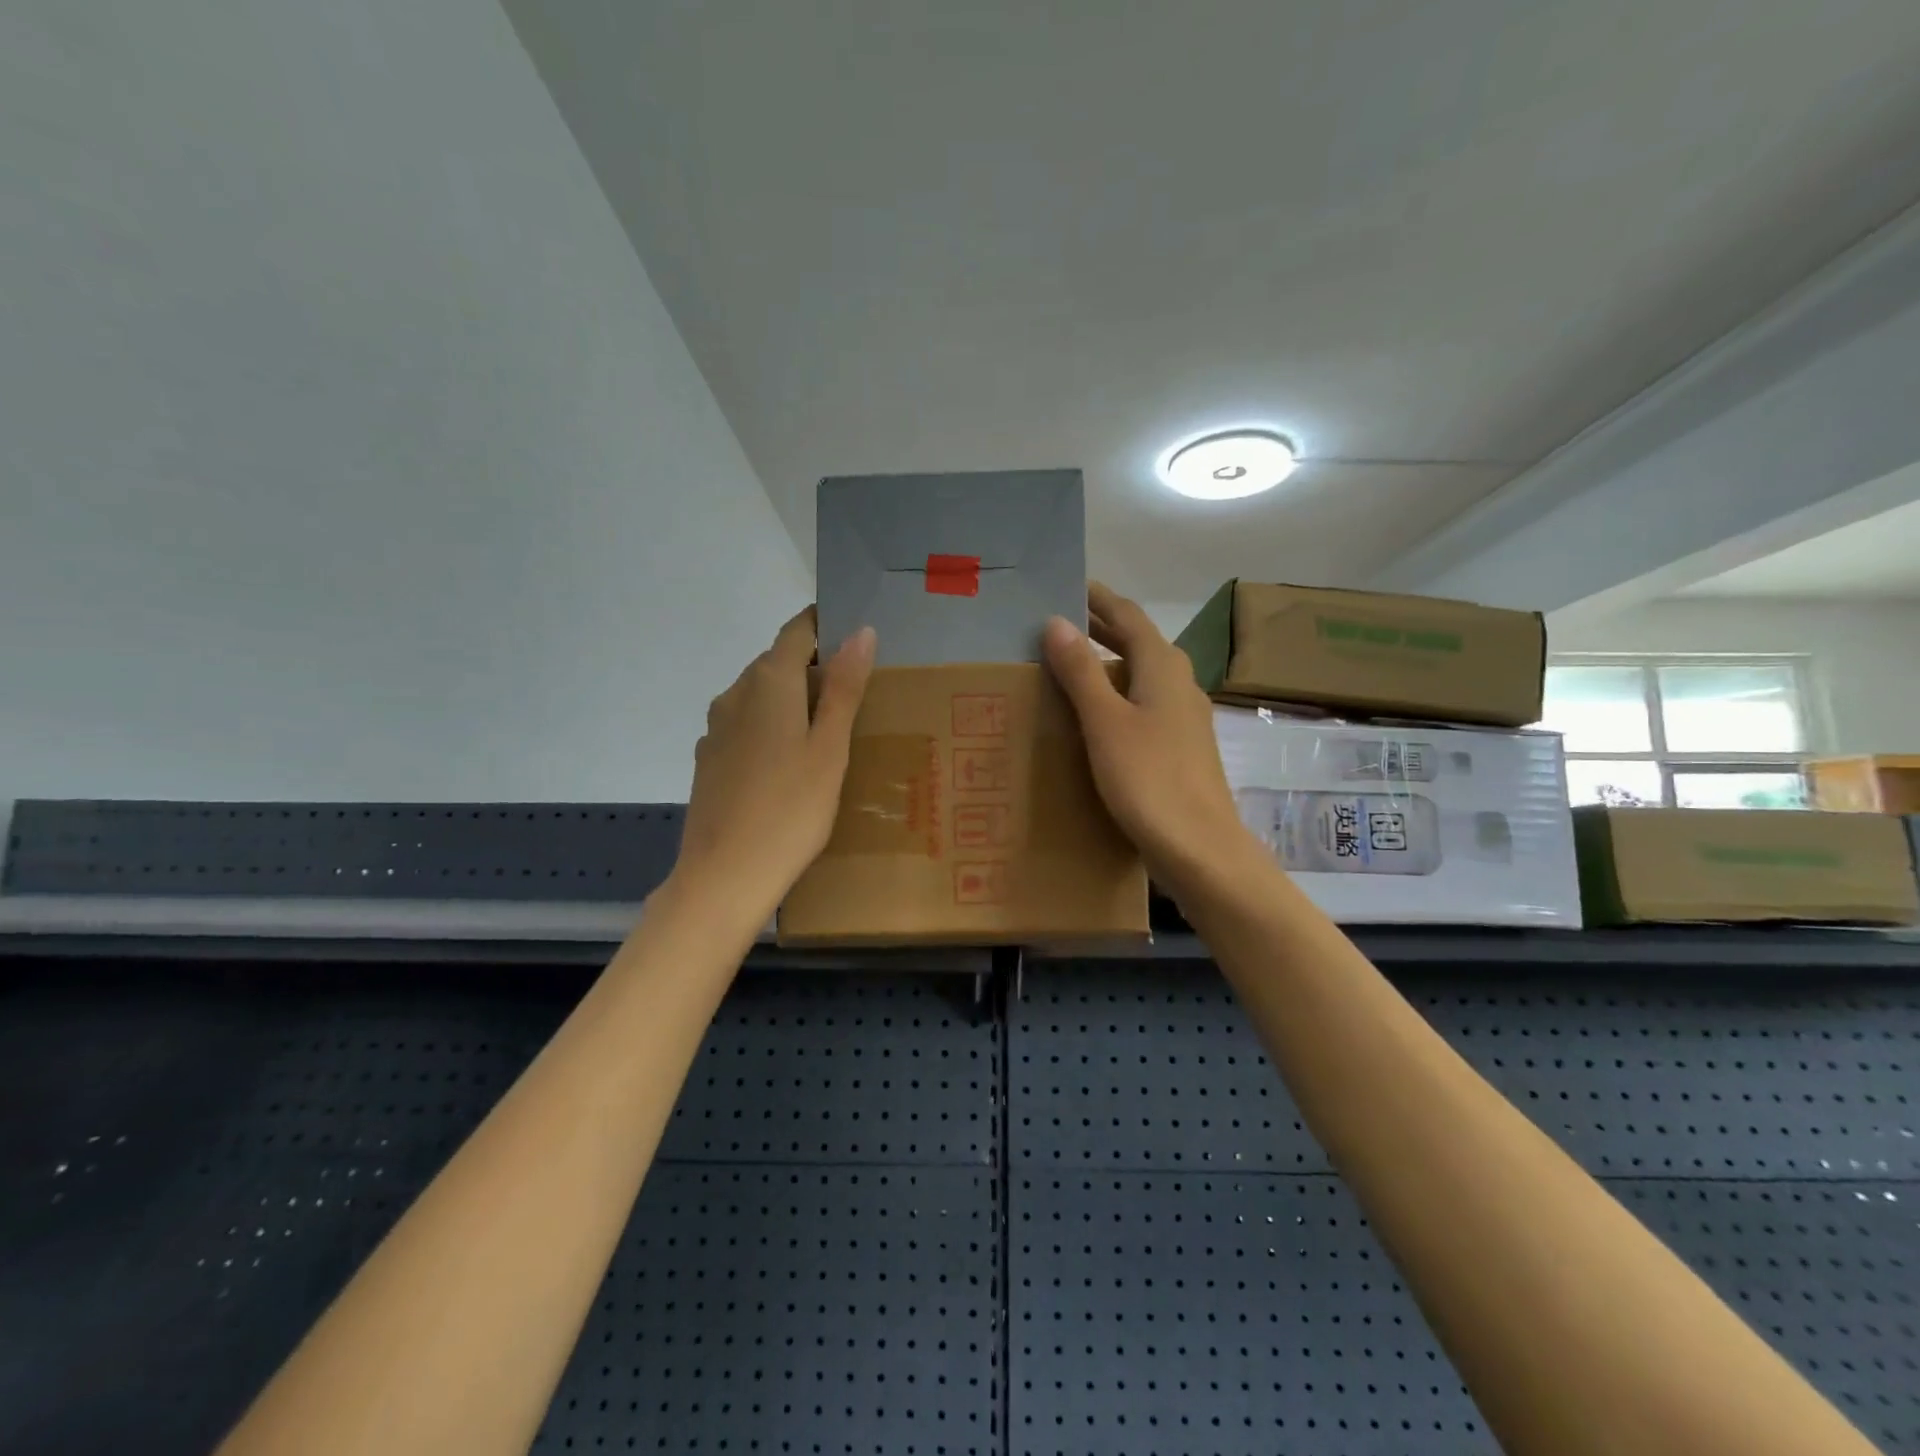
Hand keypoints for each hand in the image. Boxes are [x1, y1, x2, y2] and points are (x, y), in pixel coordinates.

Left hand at [673, 608, 875, 917]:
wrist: (724, 877)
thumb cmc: (790, 810)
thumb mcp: (830, 748)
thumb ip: (844, 687)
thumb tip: (861, 631)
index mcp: (768, 682)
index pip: (796, 631)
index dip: (825, 627)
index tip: (857, 642)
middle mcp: (734, 694)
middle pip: (777, 663)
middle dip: (814, 668)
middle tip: (857, 697)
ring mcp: (716, 729)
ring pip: (760, 696)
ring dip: (792, 701)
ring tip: (828, 733)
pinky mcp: (709, 760)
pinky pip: (747, 726)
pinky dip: (772, 728)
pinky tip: (790, 765)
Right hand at [1042, 583, 1263, 896]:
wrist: (1200, 847)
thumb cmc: (1148, 779)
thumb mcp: (1105, 722)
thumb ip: (1081, 672)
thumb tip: (1057, 621)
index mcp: (1163, 667)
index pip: (1128, 616)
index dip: (1099, 599)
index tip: (1070, 585)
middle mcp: (1179, 683)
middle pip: (1138, 642)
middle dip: (1102, 628)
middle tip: (1061, 621)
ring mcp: (1184, 717)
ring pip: (1142, 674)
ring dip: (1109, 663)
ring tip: (1070, 665)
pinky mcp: (1180, 746)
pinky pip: (1144, 703)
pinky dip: (1118, 695)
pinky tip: (1097, 715)